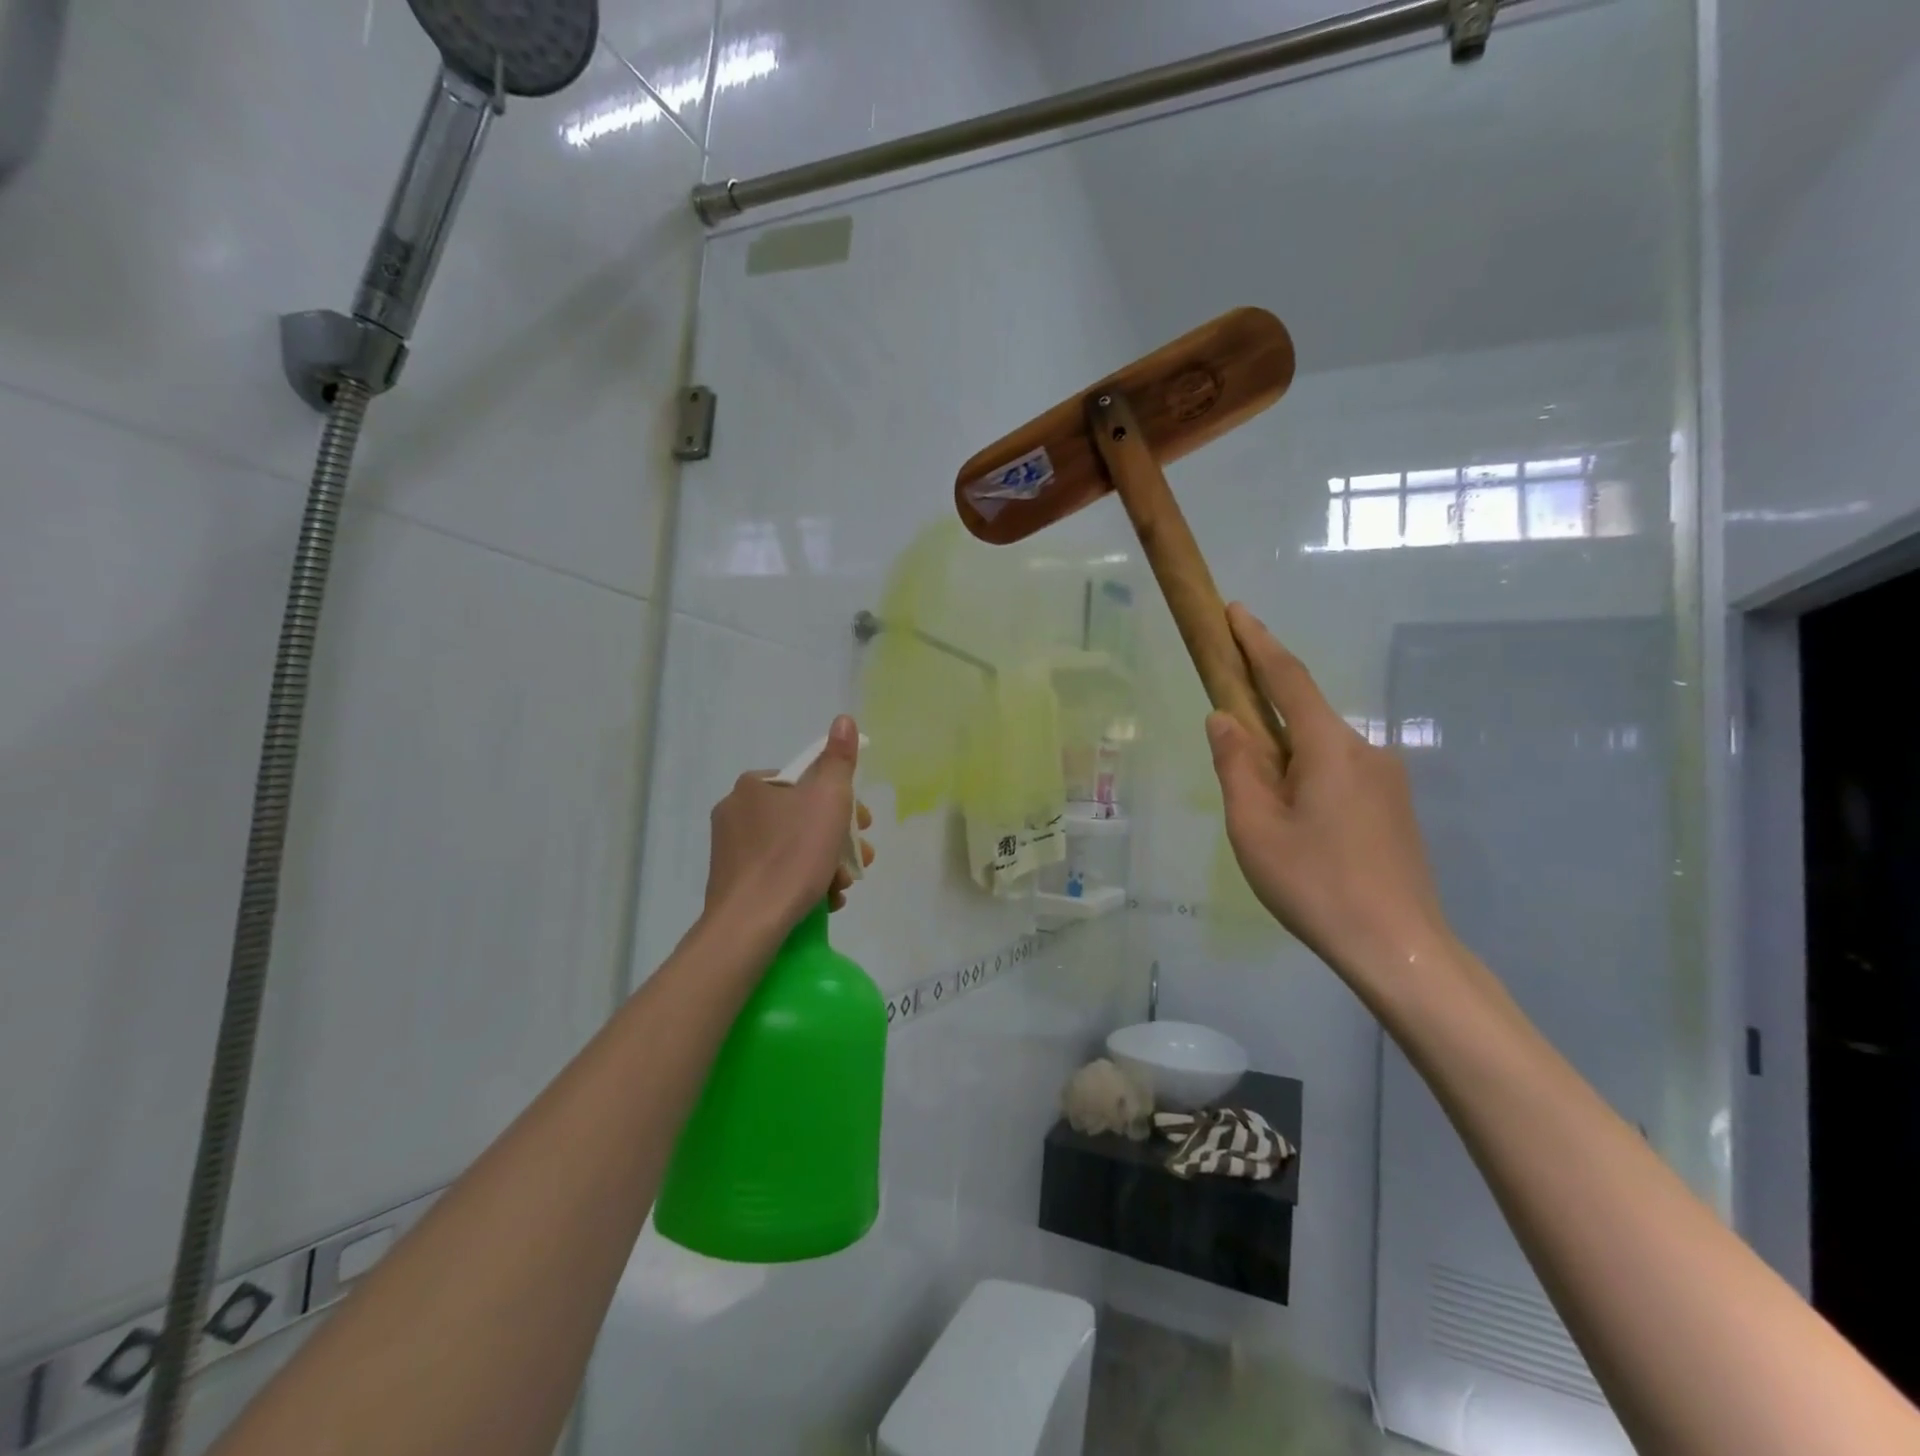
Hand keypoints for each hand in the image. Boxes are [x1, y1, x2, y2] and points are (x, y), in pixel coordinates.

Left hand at [704, 714, 875, 932]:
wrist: (749, 924)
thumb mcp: (828, 800)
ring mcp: (730, 848)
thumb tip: (844, 720)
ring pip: (793, 847)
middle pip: (803, 816)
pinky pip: (777, 872)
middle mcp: (736, 810)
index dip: (843, 802)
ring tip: (842, 887)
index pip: (809, 781)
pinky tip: (823, 900)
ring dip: (825, 862)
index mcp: (754, 785)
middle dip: (837, 838)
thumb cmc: (793, 856)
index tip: (864, 827)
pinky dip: (803, 881)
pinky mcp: (732, 881)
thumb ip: (839, 760)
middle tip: (860, 861)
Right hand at [1205, 605, 1451, 984]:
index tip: (1235, 612)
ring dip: (1284, 759)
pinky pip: (1338, 774)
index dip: (1258, 642)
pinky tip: (1296, 827)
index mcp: (1329, 746)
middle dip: (1263, 716)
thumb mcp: (1254, 827)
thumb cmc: (1315, 885)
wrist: (1398, 949)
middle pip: (1304, 715)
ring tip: (1262, 813)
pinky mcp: (1393, 808)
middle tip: (1230, 748)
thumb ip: (1236, 766)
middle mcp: (1365, 750)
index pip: (1287, 677)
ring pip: (1320, 751)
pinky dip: (1306, 779)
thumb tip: (1224, 719)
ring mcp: (1387, 780)